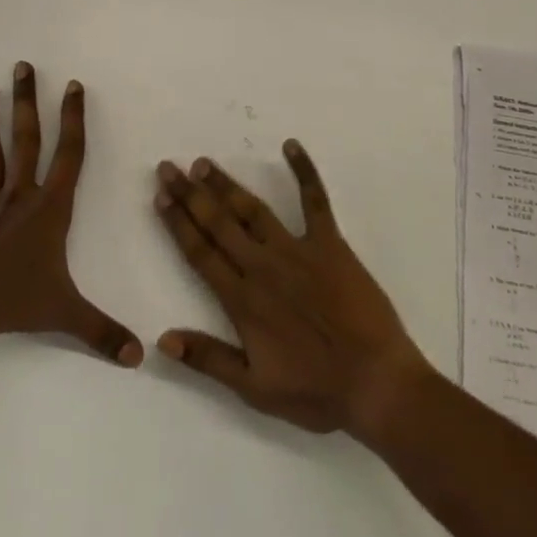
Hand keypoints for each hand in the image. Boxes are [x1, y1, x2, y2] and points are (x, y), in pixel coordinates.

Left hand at [0, 63, 142, 366]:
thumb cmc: (19, 303)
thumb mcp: (68, 315)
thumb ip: (104, 332)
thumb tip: (141, 356)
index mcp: (50, 208)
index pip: (70, 154)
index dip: (73, 119)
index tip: (73, 85)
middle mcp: (19, 196)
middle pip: (26, 139)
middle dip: (26, 102)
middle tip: (22, 67)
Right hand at [153, 140, 432, 436]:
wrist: (376, 383)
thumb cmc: (316, 391)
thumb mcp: (255, 389)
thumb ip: (208, 359)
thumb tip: (162, 338)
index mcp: (243, 300)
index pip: (200, 252)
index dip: (177, 223)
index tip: (160, 196)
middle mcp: (263, 266)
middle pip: (218, 223)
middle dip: (190, 194)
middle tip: (168, 167)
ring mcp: (297, 250)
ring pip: (253, 209)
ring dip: (226, 184)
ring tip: (204, 163)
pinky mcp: (330, 244)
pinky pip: (315, 201)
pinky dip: (304, 171)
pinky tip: (291, 145)